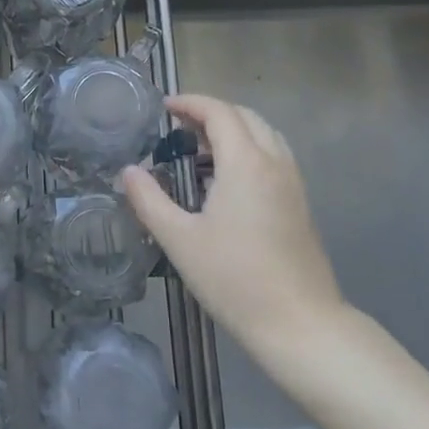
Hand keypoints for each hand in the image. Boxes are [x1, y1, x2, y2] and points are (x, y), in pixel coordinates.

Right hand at [120, 93, 346, 354]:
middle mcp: (274, 163)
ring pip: (264, 135)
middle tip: (178, 126)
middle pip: (245, 117)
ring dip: (233, 129)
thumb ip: (149, 200)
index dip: (190, 103)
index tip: (164, 108)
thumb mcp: (179, 240)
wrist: (300, 324)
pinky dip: (248, 149)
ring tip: (199, 149)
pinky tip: (225, 181)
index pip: (219, 112)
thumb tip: (128, 172)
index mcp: (245, 164)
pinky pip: (273, 157)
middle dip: (211, 112)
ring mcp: (292, 183)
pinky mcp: (300, 204)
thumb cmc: (234, 279)